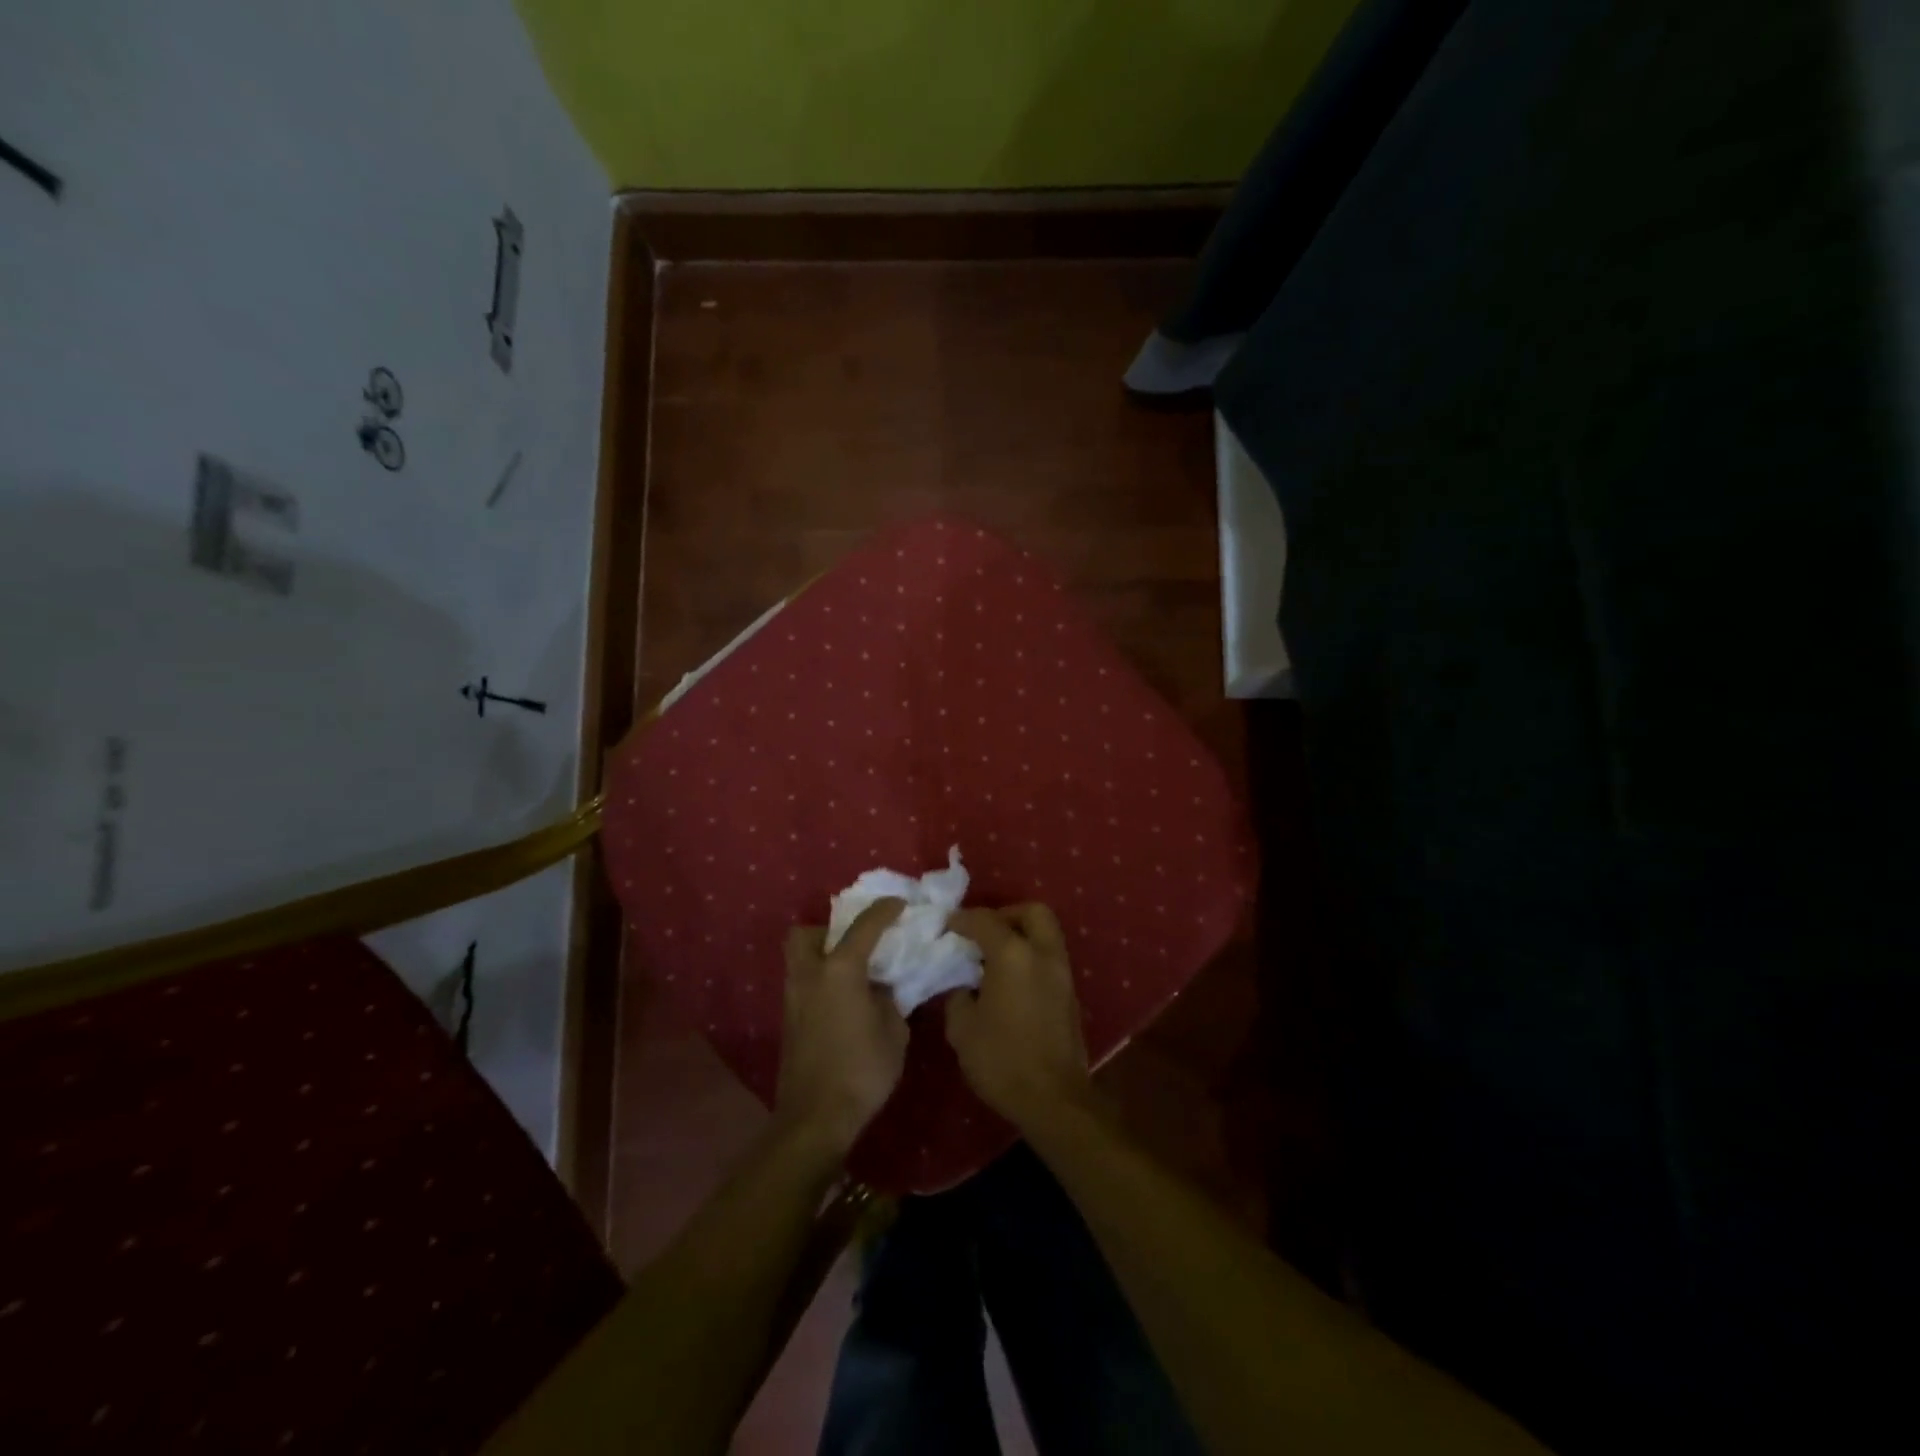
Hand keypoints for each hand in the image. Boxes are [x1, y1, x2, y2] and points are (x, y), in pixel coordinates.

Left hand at [776, 900, 908, 1157]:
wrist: (816, 1118)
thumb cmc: (862, 1070)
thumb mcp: (894, 1031)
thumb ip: (889, 1000)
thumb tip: (880, 989)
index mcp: (840, 970)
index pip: (864, 926)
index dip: (884, 910)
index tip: (900, 903)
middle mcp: (810, 975)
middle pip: (804, 934)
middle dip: (827, 929)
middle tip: (855, 943)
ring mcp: (794, 999)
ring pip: (800, 959)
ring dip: (823, 956)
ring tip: (854, 972)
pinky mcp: (790, 1021)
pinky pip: (803, 984)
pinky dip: (821, 980)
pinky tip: (845, 999)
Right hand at [944, 904, 1092, 1129]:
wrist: (1053, 1100)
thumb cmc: (1002, 1060)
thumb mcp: (962, 1029)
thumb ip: (958, 996)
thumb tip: (963, 986)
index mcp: (1013, 955)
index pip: (985, 920)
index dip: (962, 919)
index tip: (946, 926)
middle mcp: (1043, 954)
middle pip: (1032, 912)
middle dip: (1006, 914)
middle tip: (983, 933)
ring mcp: (1062, 973)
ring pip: (1046, 934)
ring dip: (1022, 935)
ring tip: (994, 958)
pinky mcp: (1070, 995)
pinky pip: (1050, 958)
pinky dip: (1031, 957)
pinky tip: (1010, 981)